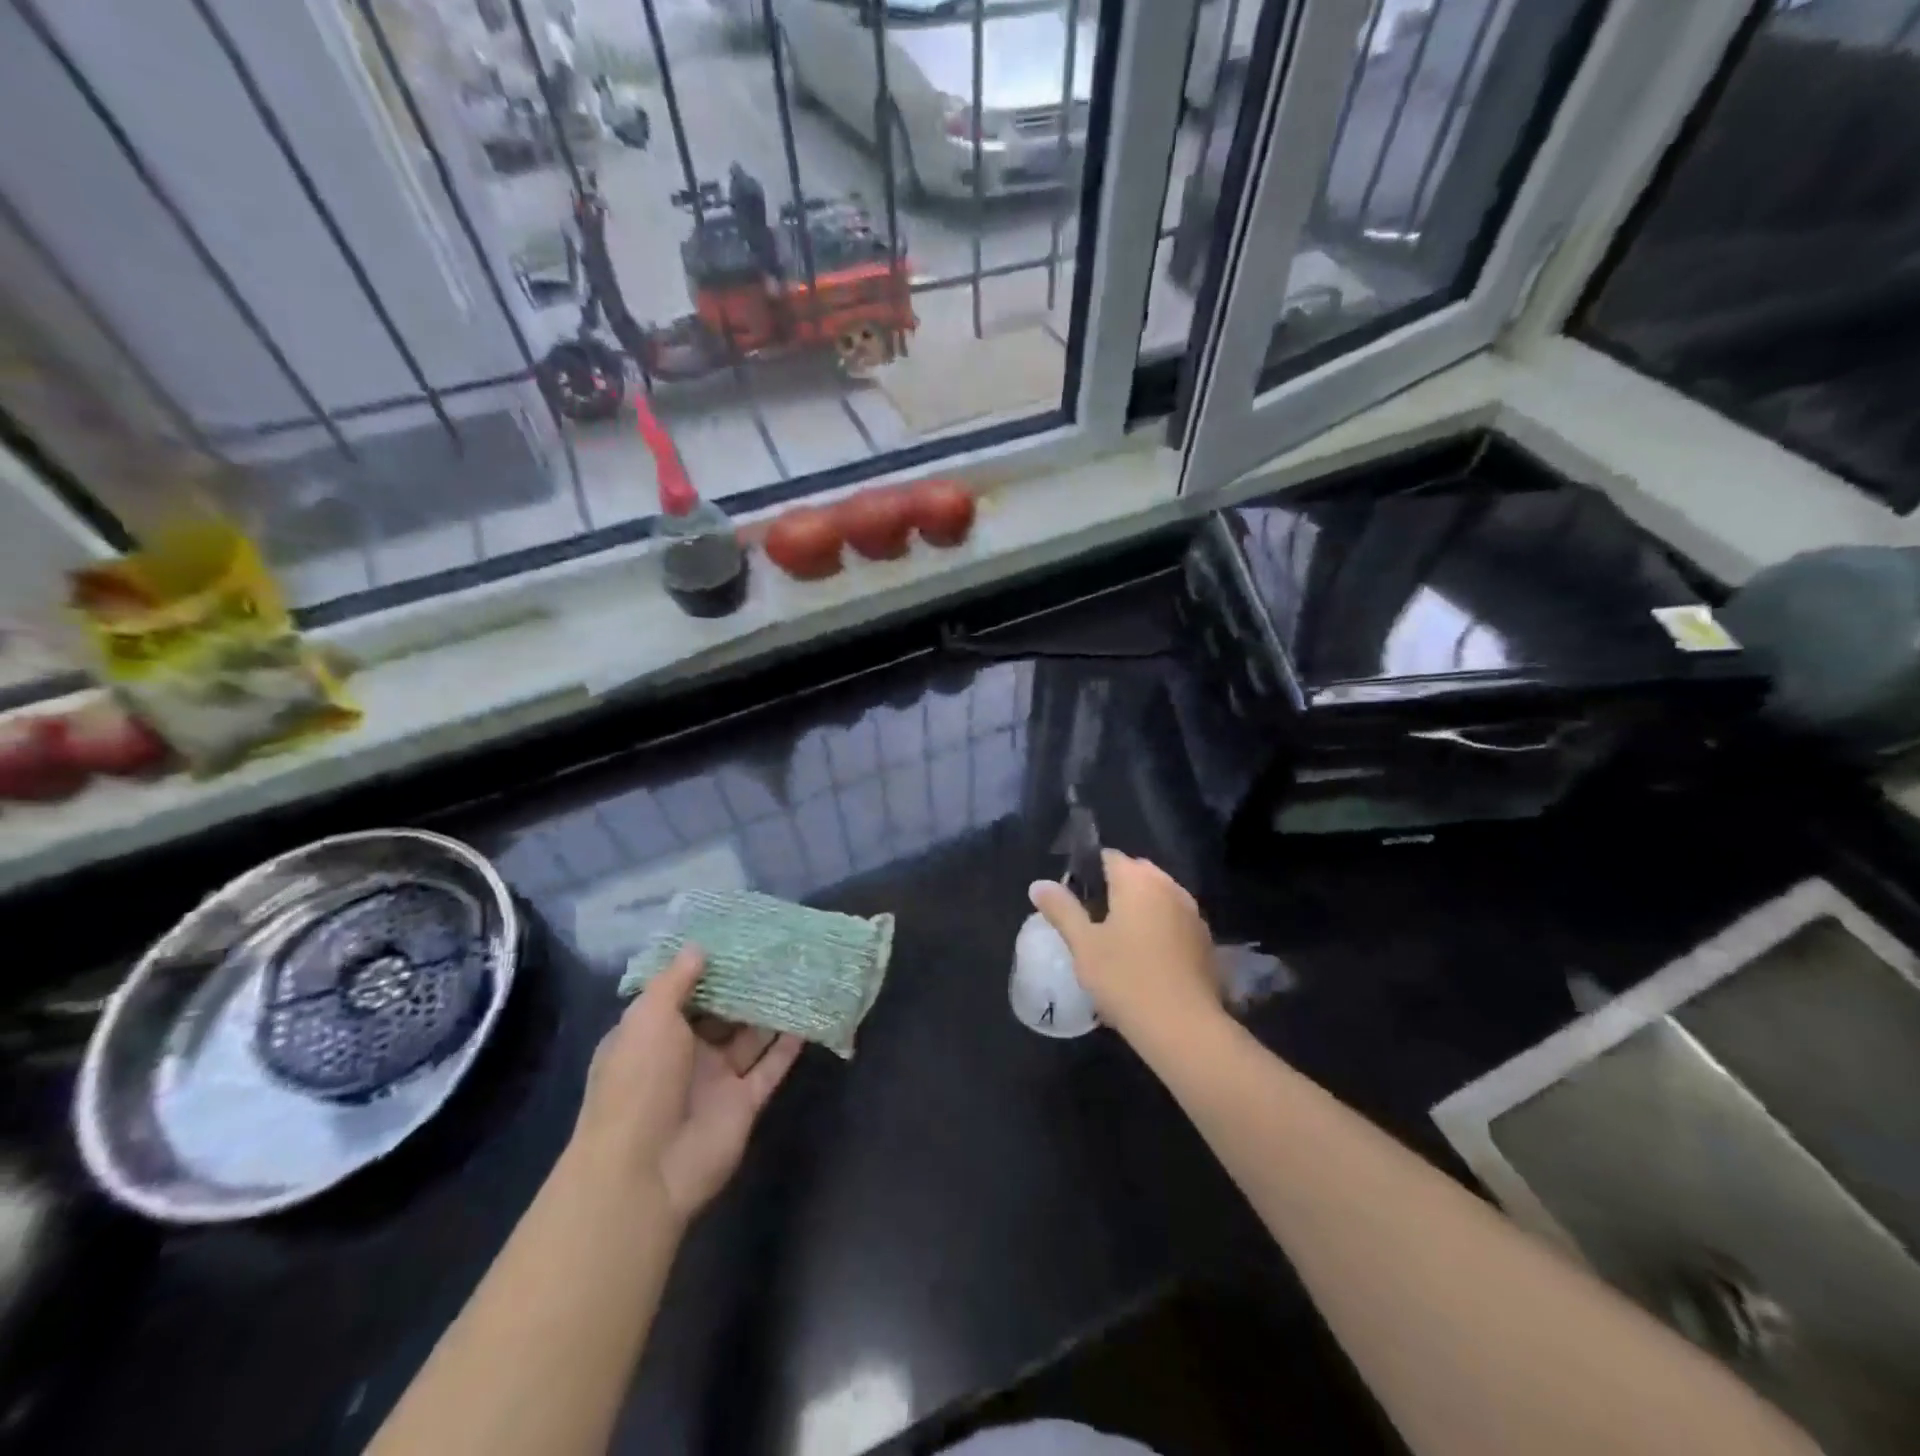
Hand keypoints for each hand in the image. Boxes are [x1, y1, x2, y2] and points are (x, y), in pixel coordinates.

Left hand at [570, 947, 802, 1224]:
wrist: (645, 1170)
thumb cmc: (639, 1082)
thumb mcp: (648, 1019)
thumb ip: (676, 981)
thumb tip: (698, 948)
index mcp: (653, 1035)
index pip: (682, 995)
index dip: (706, 969)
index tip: (736, 939)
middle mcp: (684, 1055)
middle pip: (721, 1013)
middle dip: (745, 986)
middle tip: (778, 950)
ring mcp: (716, 1080)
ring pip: (750, 1037)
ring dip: (771, 1011)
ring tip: (800, 974)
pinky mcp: (744, 1103)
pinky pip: (770, 1067)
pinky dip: (788, 1045)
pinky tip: (807, 1016)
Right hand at [1029, 851, 1221, 1044]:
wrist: (1183, 1028)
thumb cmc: (1125, 979)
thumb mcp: (1083, 945)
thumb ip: (1061, 909)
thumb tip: (1038, 885)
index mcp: (1138, 880)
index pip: (1108, 857)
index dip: (1087, 872)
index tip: (1073, 899)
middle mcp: (1169, 886)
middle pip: (1135, 874)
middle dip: (1114, 889)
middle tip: (1091, 922)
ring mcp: (1192, 913)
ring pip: (1157, 897)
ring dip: (1138, 909)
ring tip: (1117, 942)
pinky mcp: (1204, 940)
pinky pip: (1174, 920)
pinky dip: (1158, 928)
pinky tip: (1145, 959)